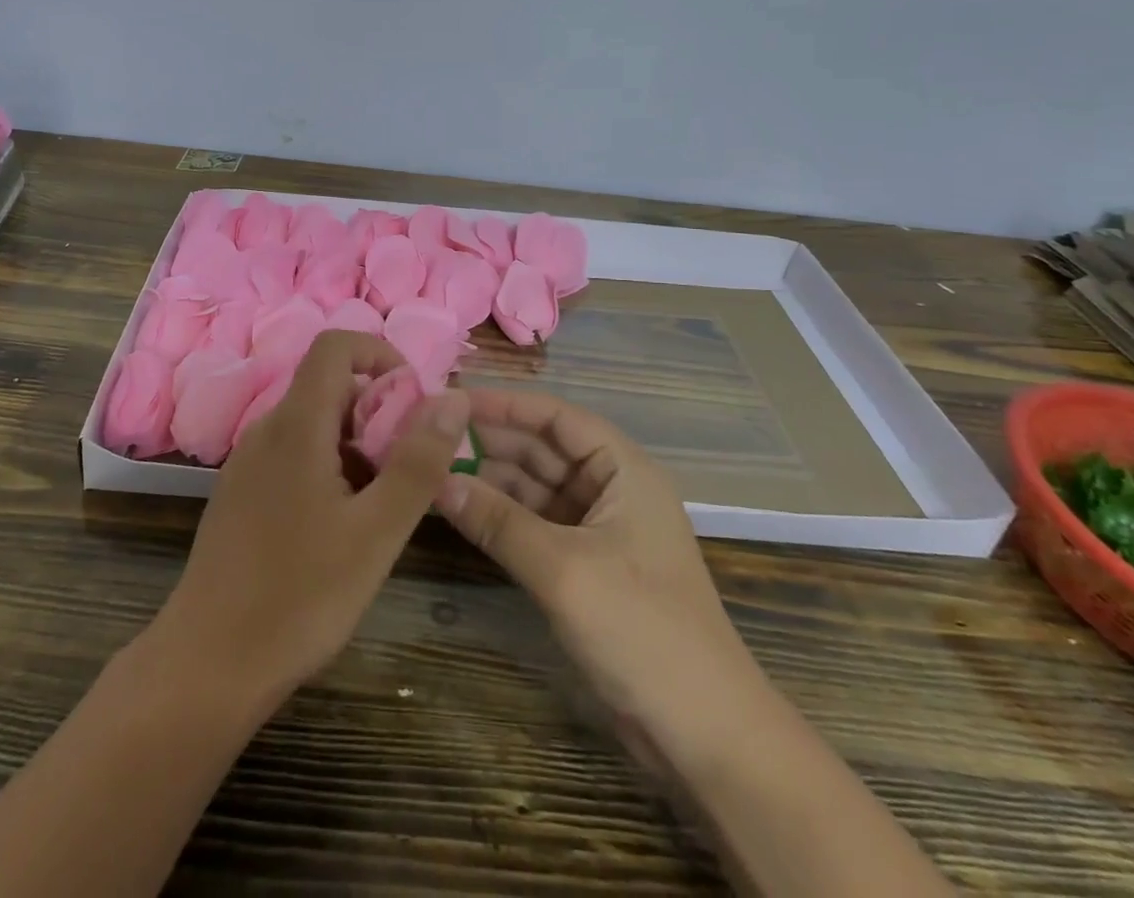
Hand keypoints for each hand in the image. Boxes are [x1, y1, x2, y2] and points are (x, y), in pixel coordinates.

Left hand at [154, 331, 471, 704]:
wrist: (207, 665)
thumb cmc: (300, 596)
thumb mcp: (377, 532)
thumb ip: (419, 461)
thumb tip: (454, 397)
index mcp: (296, 424)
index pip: (335, 345)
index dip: (379, 354)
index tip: (414, 400)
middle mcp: (267, 429)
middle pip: (330, 387)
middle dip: (378, 411)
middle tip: (408, 468)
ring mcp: (248, 462)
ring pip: (315, 424)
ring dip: (358, 444)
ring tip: (381, 506)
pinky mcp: (242, 493)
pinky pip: (295, 454)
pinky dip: (330, 467)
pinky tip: (341, 527)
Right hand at [436, 388, 765, 736]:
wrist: (704, 734)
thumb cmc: (642, 630)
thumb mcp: (563, 570)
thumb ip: (498, 521)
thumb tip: (435, 480)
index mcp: (623, 469)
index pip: (555, 416)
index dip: (503, 404)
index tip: (451, 399)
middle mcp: (610, 487)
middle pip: (542, 448)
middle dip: (489, 441)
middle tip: (428, 435)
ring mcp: (597, 527)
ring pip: (533, 486)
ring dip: (489, 479)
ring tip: (430, 468)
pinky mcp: (584, 565)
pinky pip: (534, 523)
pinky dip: (500, 516)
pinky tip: (459, 509)